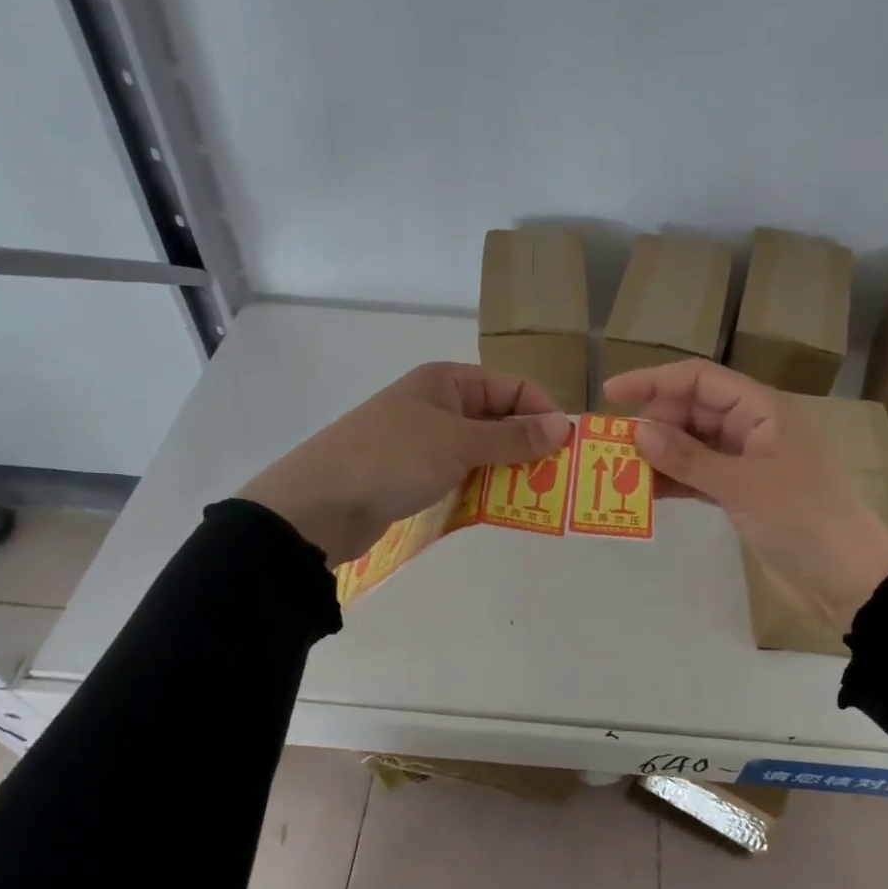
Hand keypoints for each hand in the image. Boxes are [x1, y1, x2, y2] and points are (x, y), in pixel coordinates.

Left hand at [239, 363, 568, 562]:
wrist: (319, 505)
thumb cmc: (393, 459)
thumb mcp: (459, 443)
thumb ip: (513, 436)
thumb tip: (563, 426)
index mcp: (447, 381)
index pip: (512, 386)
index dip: (543, 411)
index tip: (568, 446)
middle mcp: (438, 404)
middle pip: (499, 418)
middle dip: (529, 444)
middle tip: (558, 477)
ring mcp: (424, 440)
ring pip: (482, 450)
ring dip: (509, 469)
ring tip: (537, 496)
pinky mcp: (415, 474)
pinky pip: (462, 474)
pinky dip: (483, 487)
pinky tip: (502, 507)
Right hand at [603, 359, 887, 629]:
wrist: (846, 577)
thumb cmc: (802, 518)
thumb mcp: (742, 484)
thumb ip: (688, 458)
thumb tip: (637, 431)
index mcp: (761, 409)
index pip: (699, 379)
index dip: (654, 381)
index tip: (611, 393)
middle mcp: (752, 427)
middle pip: (692, 410)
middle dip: (653, 423)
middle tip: (611, 445)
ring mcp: (746, 462)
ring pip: (692, 445)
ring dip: (659, 455)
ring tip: (619, 469)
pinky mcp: (741, 493)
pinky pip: (699, 476)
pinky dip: (674, 481)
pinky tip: (645, 492)